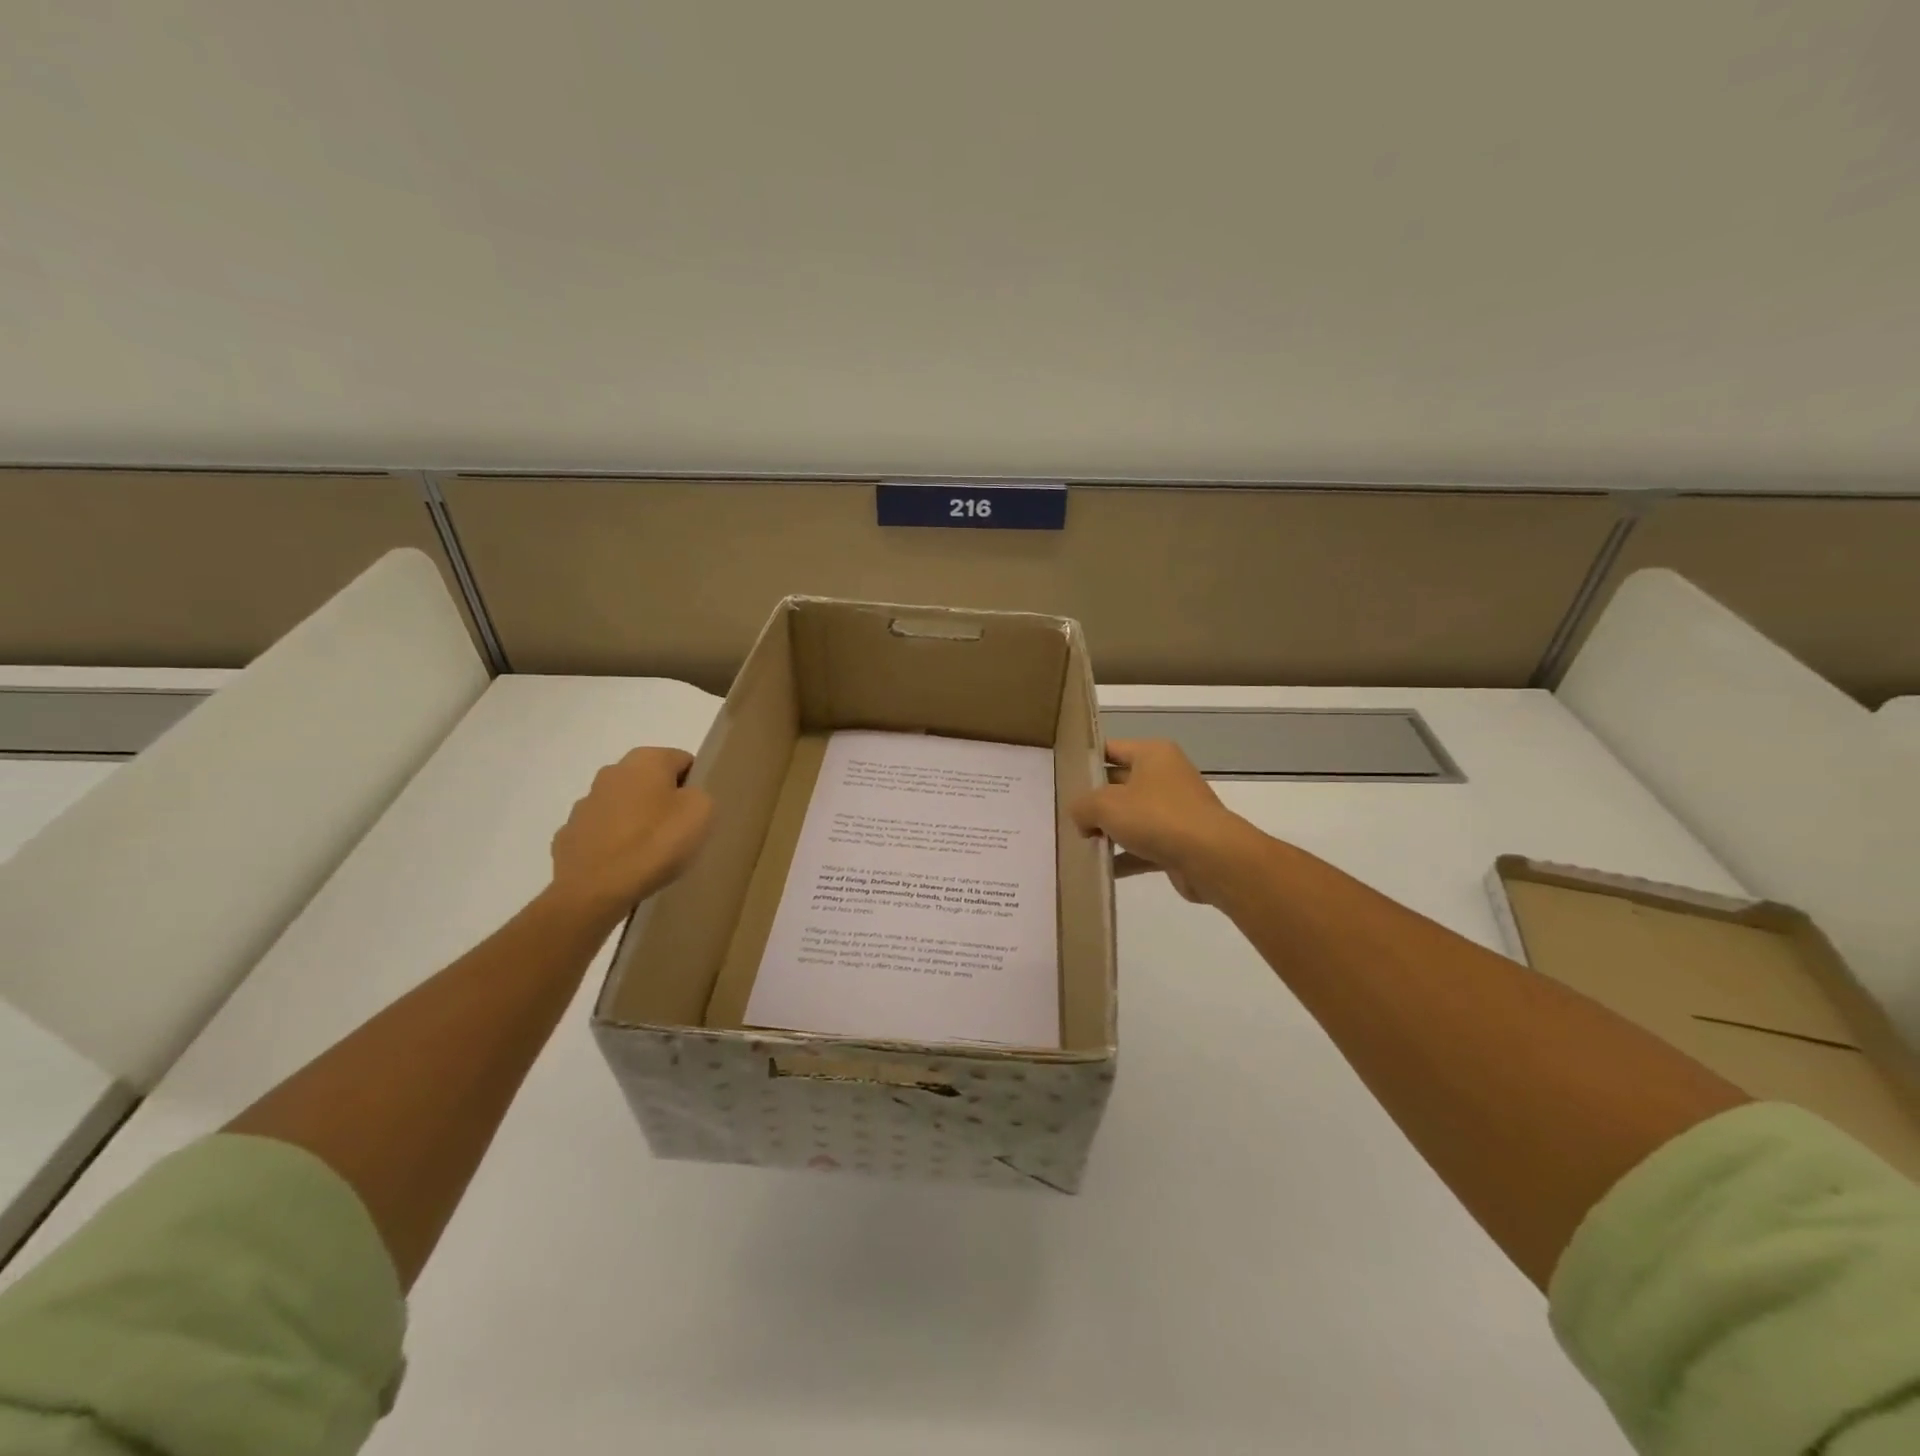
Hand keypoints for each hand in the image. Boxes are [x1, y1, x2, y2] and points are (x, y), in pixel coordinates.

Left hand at [548, 747, 713, 918]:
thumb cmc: (655, 843)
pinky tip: (625, 866)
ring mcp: (585, 804)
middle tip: (679, 833)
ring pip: (624, 807)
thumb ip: (700, 795)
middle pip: (651, 782)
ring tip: (652, 854)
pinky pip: (602, 834)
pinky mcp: (569, 835)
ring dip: (637, 821)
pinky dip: (615, 844)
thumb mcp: (701, 813)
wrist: (594, 890)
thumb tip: (686, 797)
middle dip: (664, 801)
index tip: (699, 812)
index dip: (696, 785)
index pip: (683, 761)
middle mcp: (611, 772)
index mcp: (645, 760)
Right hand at [1069, 739, 1259, 903]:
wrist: (1211, 858)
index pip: (1110, 749)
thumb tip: (1081, 818)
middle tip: (1063, 815)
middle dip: (1093, 801)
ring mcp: (1174, 810)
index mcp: (1152, 754)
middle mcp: (1165, 777)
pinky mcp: (1178, 842)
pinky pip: (1143, 846)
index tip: (1060, 779)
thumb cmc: (1156, 817)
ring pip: (1131, 817)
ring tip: (1077, 844)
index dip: (1084, 762)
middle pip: (1119, 784)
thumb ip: (1082, 806)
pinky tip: (1100, 869)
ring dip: (1107, 831)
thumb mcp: (1105, 805)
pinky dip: (1124, 856)